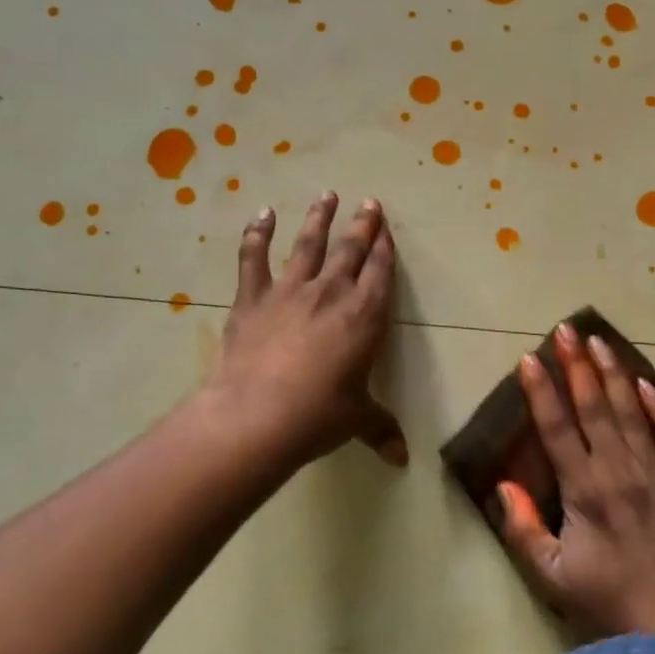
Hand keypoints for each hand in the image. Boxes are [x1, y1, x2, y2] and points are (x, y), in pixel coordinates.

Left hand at [205, 193, 405, 467]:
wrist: (256, 415)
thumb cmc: (318, 415)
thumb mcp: (356, 420)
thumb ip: (380, 429)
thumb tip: (401, 459)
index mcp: (364, 315)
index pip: (380, 272)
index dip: (384, 248)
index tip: (386, 228)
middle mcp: (331, 293)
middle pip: (350, 249)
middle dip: (362, 224)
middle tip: (369, 202)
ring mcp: (290, 290)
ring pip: (308, 244)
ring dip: (318, 218)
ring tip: (326, 194)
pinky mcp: (253, 298)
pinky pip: (254, 258)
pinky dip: (256, 234)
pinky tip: (261, 215)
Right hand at [497, 323, 654, 639]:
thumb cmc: (614, 604)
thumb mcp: (555, 578)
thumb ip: (524, 530)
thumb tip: (503, 486)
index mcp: (584, 489)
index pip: (557, 427)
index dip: (542, 391)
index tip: (530, 358)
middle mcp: (619, 468)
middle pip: (594, 405)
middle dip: (577, 364)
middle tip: (565, 329)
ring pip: (631, 409)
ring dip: (613, 372)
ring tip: (599, 340)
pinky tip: (649, 383)